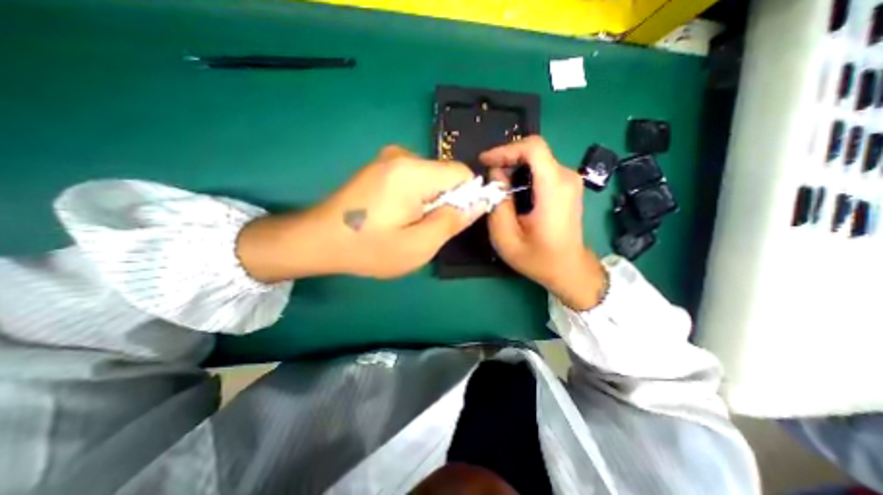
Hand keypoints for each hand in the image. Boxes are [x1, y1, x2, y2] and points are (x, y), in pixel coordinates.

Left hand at [237, 145, 481, 279]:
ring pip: (430, 179)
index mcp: (413, 172)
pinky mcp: (380, 167)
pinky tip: (395, 215)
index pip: (462, 173)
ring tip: (407, 224)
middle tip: (424, 228)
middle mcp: (402, 156)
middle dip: (445, 202)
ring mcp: (388, 160)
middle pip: (446, 176)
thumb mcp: (419, 245)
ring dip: (429, 202)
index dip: (466, 197)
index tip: (452, 221)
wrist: (318, 240)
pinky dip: (415, 198)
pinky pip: (414, 179)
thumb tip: (479, 202)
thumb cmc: (369, 248)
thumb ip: (453, 221)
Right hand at [483, 136, 606, 308]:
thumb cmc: (538, 258)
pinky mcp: (567, 186)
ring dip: (513, 167)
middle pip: (534, 151)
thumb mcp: (507, 238)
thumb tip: (495, 175)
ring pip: (537, 159)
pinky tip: (512, 190)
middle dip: (506, 159)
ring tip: (496, 185)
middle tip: (487, 177)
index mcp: (554, 189)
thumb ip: (498, 204)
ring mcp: (569, 181)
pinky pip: (542, 169)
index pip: (534, 148)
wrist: (569, 269)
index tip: (485, 161)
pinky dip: (523, 174)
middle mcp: (566, 178)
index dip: (506, 149)